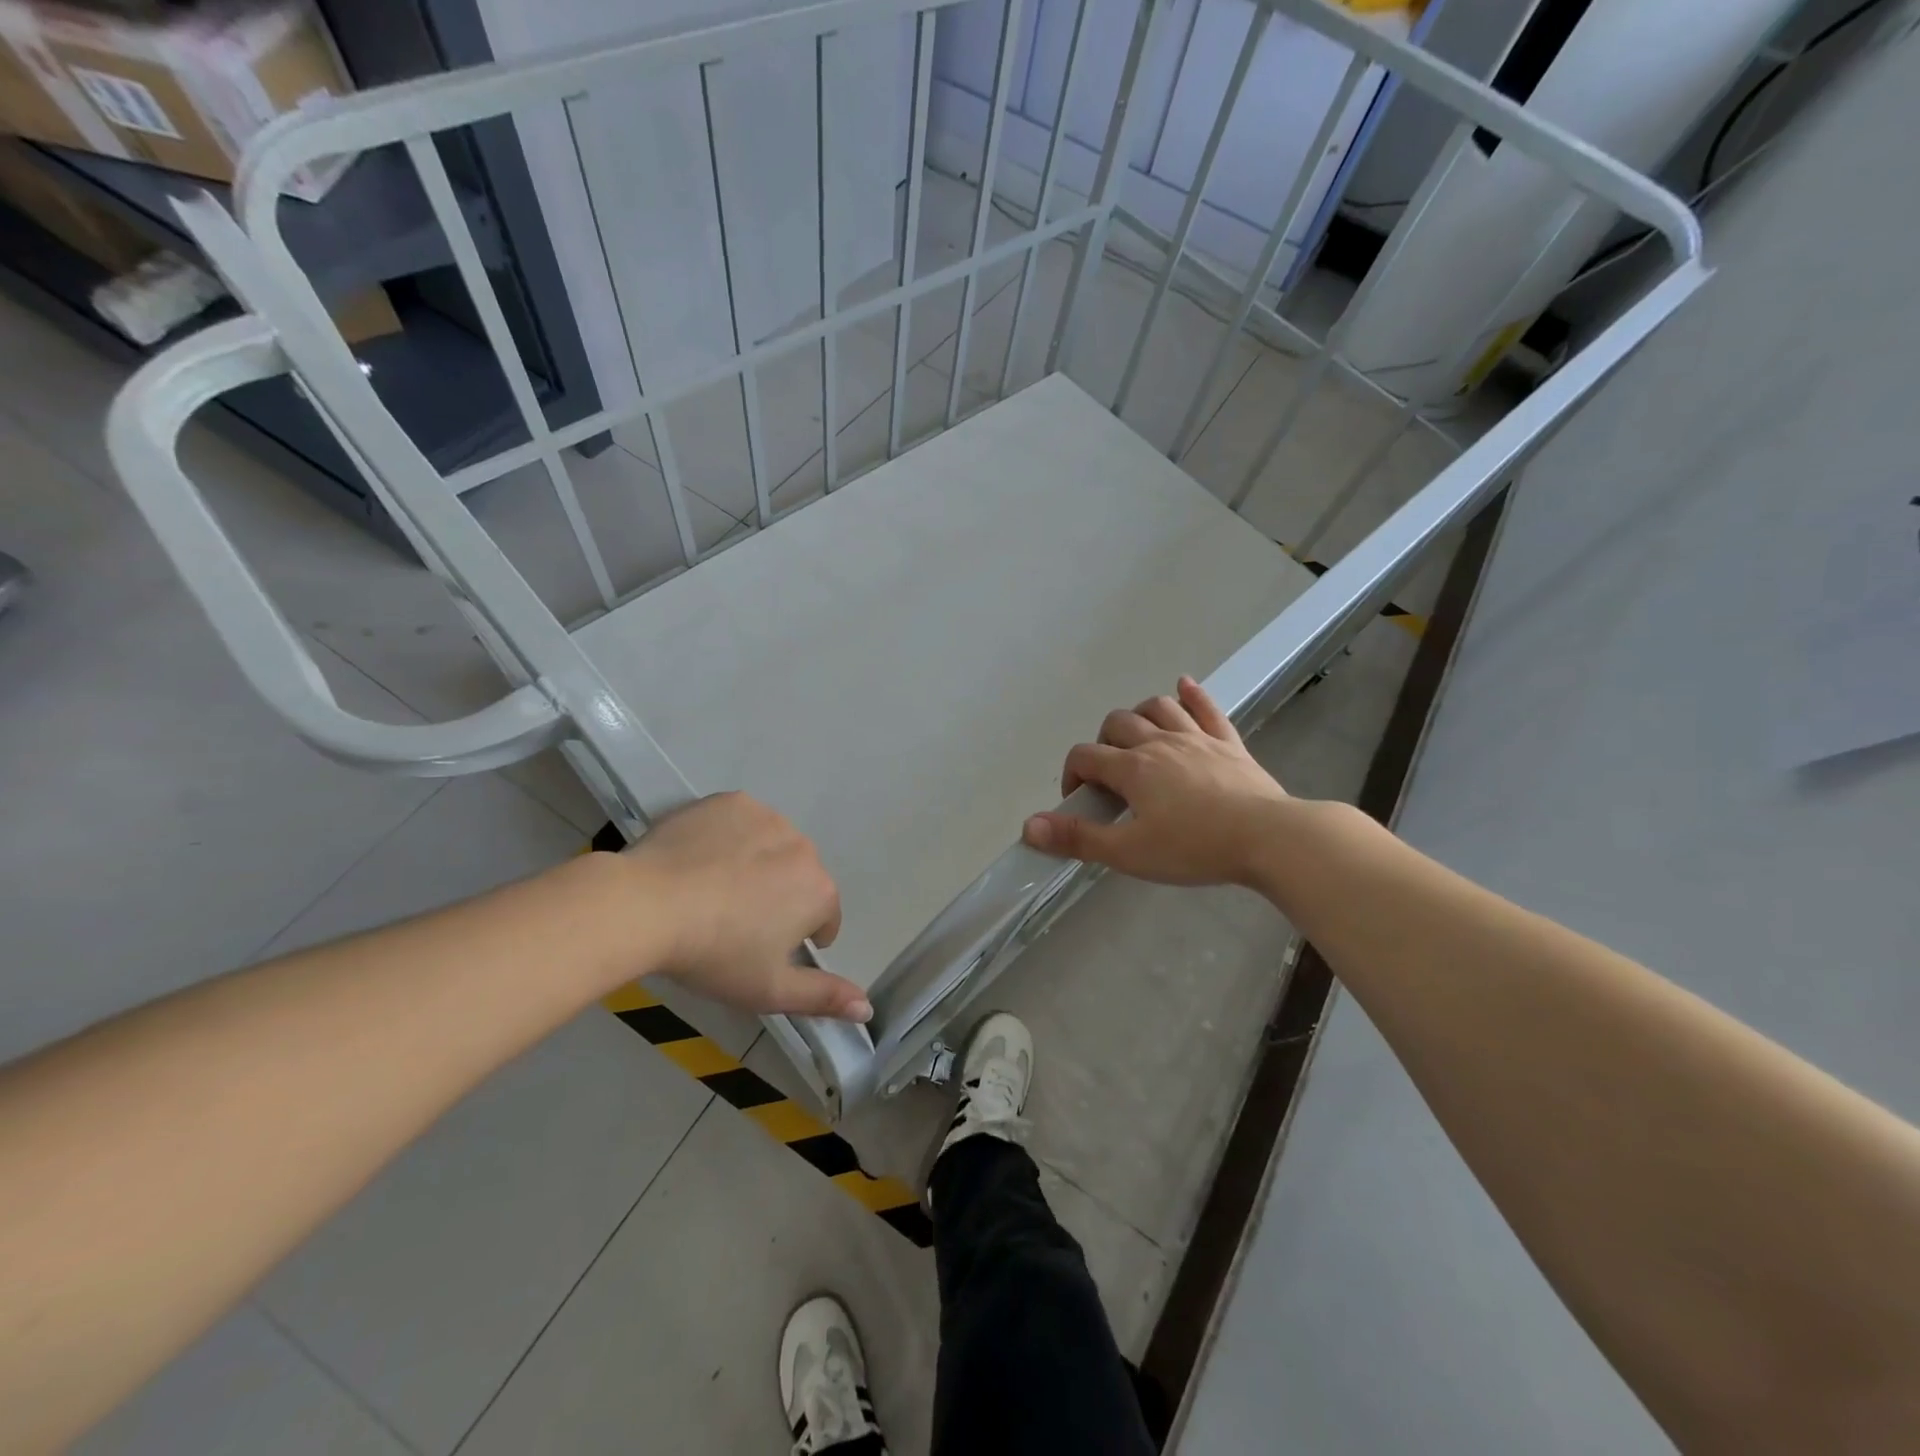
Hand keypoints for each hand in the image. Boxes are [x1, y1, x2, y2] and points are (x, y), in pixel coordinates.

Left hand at [622, 793, 871, 1022]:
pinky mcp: (732, 801)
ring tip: (714, 889)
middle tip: (734, 922)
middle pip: (798, 878)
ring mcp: (768, 818)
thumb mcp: (769, 990)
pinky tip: (701, 859)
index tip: (761, 950)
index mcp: (820, 891)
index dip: (796, 939)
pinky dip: (730, 837)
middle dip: (778, 897)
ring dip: (756, 865)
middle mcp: (804, 847)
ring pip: (771, 847)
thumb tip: (867, 1009)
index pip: (823, 918)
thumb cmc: (715, 954)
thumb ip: (823, 997)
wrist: (647, 905)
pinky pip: (741, 821)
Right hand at [1022, 676, 1293, 887]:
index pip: (1085, 757)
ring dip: (1140, 716)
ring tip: (1136, 738)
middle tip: (1110, 777)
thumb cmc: (1194, 848)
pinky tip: (1184, 686)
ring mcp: (1197, 738)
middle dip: (1103, 743)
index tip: (1079, 801)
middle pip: (1118, 724)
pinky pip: (1207, 709)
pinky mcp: (1229, 743)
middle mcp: (1159, 743)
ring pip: (1158, 708)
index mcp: (1132, 769)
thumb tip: (1028, 826)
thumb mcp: (1129, 852)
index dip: (1072, 775)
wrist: (1269, 838)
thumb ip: (1078, 838)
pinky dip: (1192, 695)